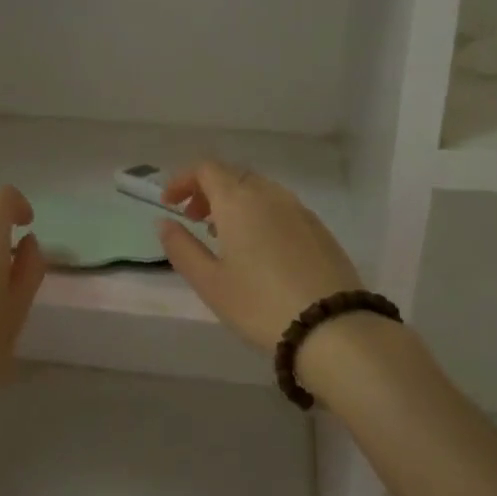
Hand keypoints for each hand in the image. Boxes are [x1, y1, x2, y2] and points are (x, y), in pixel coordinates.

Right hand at [157, 161, 363, 351]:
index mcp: (239, 200)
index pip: (206, 169)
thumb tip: (164, 223)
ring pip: (259, 190)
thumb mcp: (209, 282)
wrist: (332, 326)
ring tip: (223, 235)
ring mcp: (299, 209)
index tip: (169, 203)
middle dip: (208, 190)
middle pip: (233, 175)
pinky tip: (259, 248)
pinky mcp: (319, 228)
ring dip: (235, 202)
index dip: (183, 180)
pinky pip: (281, 207)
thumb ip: (181, 248)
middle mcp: (270, 194)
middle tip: (193, 219)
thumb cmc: (259, 304)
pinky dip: (260, 214)